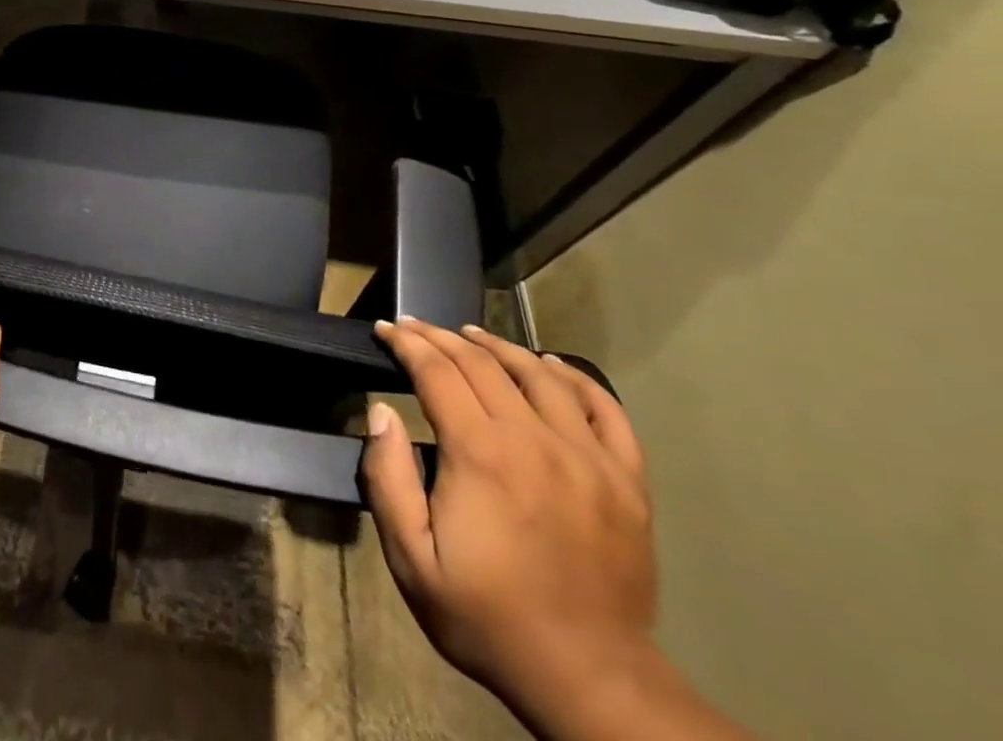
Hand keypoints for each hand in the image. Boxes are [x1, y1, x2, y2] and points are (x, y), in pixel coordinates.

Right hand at [363, 319, 658, 731]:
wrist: (590, 680)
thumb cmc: (487, 616)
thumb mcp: (411, 559)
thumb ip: (387, 478)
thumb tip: (380, 411)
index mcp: (481, 454)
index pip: (437, 371)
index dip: (406, 343)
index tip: (385, 330)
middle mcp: (535, 440)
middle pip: (482, 363)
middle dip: (440, 337)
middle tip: (414, 328)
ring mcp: (588, 458)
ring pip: (540, 374)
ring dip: (499, 346)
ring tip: (470, 335)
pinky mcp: (626, 482)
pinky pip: (606, 411)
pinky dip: (576, 378)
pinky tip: (551, 364)